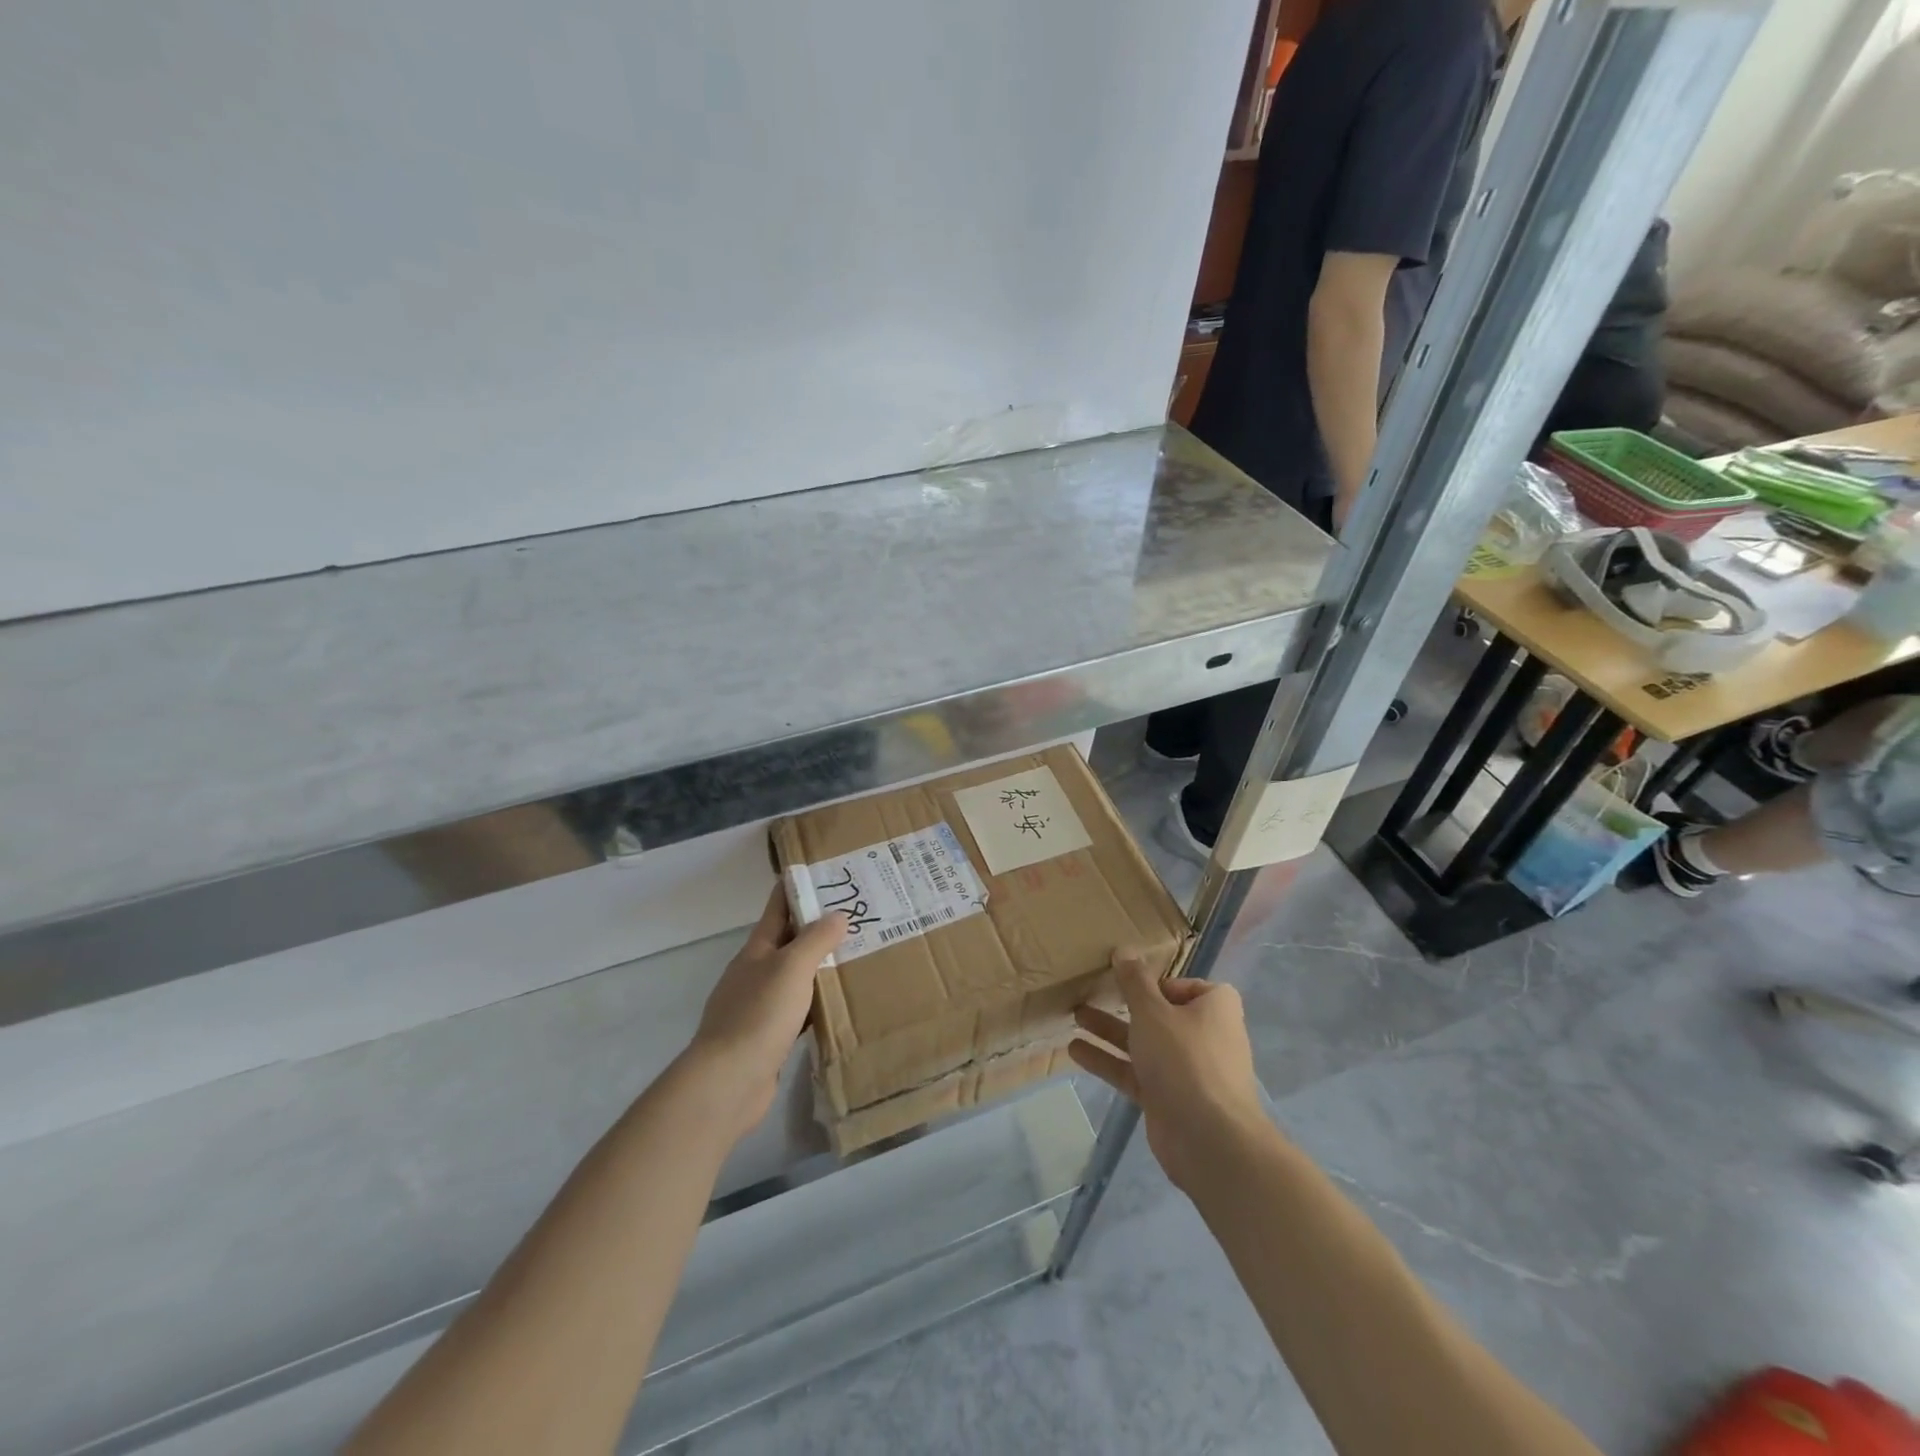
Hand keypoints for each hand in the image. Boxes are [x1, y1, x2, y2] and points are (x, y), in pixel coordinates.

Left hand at [684, 889, 846, 1138]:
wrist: (728, 1082)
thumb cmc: (759, 1015)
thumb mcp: (792, 968)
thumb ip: (815, 940)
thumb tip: (837, 915)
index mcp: (757, 950)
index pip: (777, 908)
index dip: (798, 888)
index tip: (824, 873)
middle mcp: (755, 973)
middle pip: (788, 942)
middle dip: (817, 928)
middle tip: (856, 916)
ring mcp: (758, 1007)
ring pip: (795, 977)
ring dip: (820, 967)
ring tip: (855, 957)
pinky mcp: (767, 1038)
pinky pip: (798, 1011)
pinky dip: (817, 1004)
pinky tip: (838, 1006)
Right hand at [1070, 951, 1265, 1192]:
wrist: (1209, 1140)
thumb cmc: (1185, 1059)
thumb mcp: (1153, 1011)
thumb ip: (1134, 981)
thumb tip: (1124, 949)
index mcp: (1215, 1008)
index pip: (1185, 986)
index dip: (1157, 982)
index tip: (1128, 979)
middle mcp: (1205, 1036)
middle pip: (1160, 1014)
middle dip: (1125, 1004)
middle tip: (1092, 990)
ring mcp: (1186, 1070)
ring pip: (1144, 1043)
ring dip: (1110, 1030)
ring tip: (1075, 1014)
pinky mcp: (1168, 1098)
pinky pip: (1135, 1072)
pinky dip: (1109, 1061)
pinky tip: (1075, 1050)